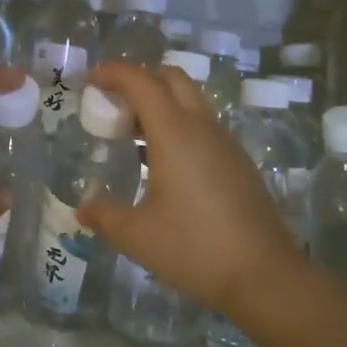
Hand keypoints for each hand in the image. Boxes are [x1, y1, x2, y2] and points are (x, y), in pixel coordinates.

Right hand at [77, 62, 302, 316]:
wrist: (265, 275)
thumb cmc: (195, 247)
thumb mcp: (137, 236)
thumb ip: (104, 216)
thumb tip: (82, 209)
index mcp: (175, 132)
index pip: (142, 81)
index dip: (114, 72)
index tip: (91, 79)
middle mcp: (202, 126)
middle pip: (171, 78)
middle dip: (139, 78)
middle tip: (112, 101)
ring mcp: (224, 142)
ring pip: (190, 100)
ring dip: (159, 102)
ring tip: (131, 133)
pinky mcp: (237, 161)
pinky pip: (202, 125)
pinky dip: (177, 125)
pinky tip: (161, 163)